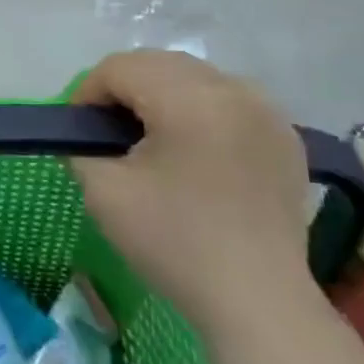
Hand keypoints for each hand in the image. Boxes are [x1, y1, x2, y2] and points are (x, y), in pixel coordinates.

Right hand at [70, 50, 319, 339]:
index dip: (87, 92)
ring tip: (149, 138)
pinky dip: (199, 110)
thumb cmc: (173, 242)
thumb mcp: (103, 191)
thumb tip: (87, 134)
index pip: (120, 67)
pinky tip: (192, 149)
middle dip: (123, 88)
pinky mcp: (285, 136)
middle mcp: (233, 90)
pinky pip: (228, 100)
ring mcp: (266, 111)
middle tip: (106, 132)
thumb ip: (81, 147)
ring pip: (195, 77)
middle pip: (158, 63)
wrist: (256, 300)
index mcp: (189, 99)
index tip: (78, 131)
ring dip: (161, 94)